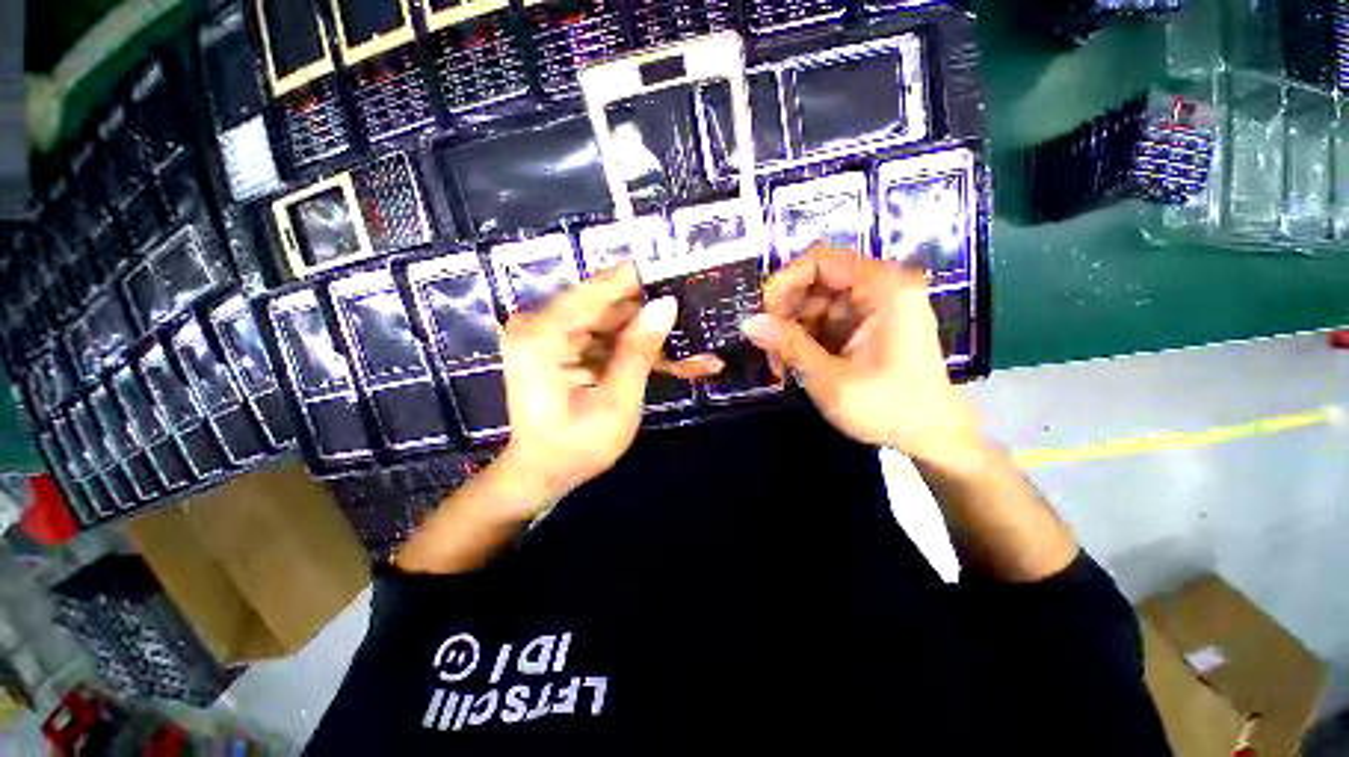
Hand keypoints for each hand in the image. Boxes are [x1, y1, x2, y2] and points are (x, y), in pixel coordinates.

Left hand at [498, 263, 721, 507]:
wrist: (543, 474)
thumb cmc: (576, 447)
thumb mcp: (616, 402)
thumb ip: (639, 351)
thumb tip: (666, 304)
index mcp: (543, 335)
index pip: (598, 290)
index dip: (641, 279)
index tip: (680, 269)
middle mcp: (543, 325)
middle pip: (610, 307)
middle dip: (656, 318)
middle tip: (700, 319)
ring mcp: (555, 336)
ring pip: (617, 325)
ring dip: (655, 340)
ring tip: (699, 354)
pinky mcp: (567, 348)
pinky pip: (610, 341)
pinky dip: (639, 353)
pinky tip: (677, 364)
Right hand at [740, 244, 981, 464]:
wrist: (933, 437)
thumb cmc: (888, 408)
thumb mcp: (830, 378)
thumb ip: (788, 345)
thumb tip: (747, 322)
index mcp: (882, 288)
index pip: (820, 260)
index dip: (784, 281)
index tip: (762, 315)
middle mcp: (880, 287)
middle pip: (816, 281)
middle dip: (785, 312)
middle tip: (766, 346)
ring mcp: (875, 307)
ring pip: (816, 303)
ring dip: (792, 329)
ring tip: (778, 363)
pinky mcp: (868, 326)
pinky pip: (826, 321)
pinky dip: (806, 339)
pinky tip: (794, 363)